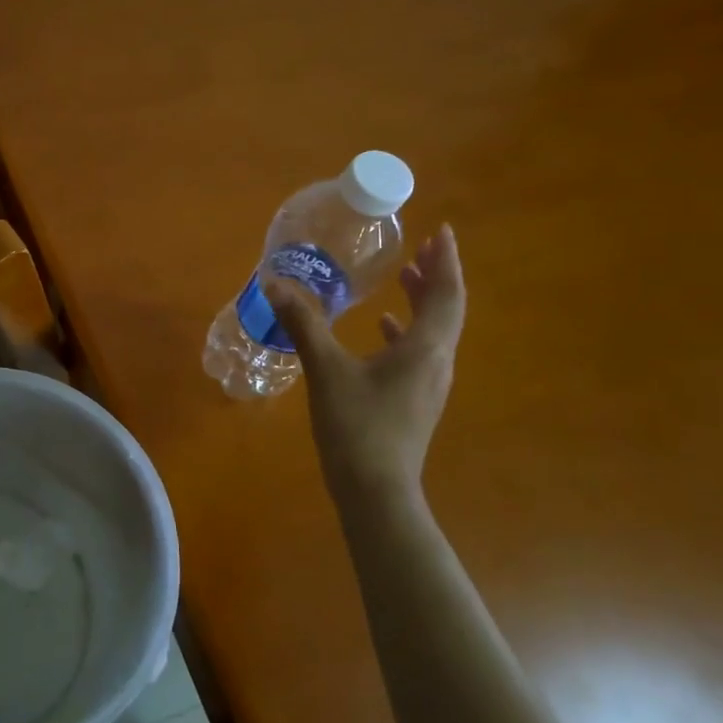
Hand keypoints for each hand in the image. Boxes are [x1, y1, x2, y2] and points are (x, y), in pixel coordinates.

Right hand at [266, 224, 466, 505]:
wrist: (375, 491)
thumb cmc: (357, 425)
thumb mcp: (326, 370)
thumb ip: (303, 325)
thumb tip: (275, 285)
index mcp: (425, 349)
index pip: (446, 295)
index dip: (446, 262)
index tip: (442, 232)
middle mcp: (436, 363)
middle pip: (446, 311)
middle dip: (436, 277)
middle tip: (423, 248)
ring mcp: (428, 385)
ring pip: (434, 332)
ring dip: (422, 301)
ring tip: (405, 277)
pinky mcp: (414, 401)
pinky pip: (418, 353)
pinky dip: (404, 331)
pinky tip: (381, 328)